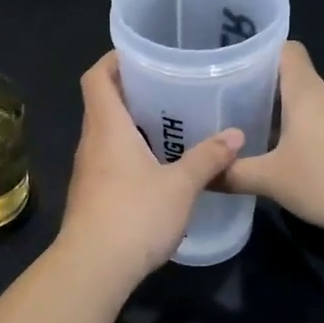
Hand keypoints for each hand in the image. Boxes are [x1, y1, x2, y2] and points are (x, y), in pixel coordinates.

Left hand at [58, 52, 242, 285]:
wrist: (93, 268)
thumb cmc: (134, 215)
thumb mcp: (180, 186)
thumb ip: (207, 158)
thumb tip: (235, 134)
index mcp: (107, 127)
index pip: (97, 77)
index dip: (114, 59)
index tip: (142, 54)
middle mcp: (91, 142)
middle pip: (103, 102)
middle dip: (132, 90)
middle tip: (170, 85)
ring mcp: (88, 170)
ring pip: (107, 133)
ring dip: (133, 123)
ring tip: (171, 122)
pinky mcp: (92, 194)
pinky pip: (110, 158)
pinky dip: (131, 151)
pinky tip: (160, 164)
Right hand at [221, 42, 323, 234]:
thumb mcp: (272, 179)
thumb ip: (234, 174)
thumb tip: (202, 176)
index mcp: (305, 91)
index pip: (285, 50)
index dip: (260, 52)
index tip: (233, 65)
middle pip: (293, 79)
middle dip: (261, 90)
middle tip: (228, 105)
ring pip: (307, 106)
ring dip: (282, 116)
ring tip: (250, 133)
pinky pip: (322, 127)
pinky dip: (302, 136)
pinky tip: (286, 159)